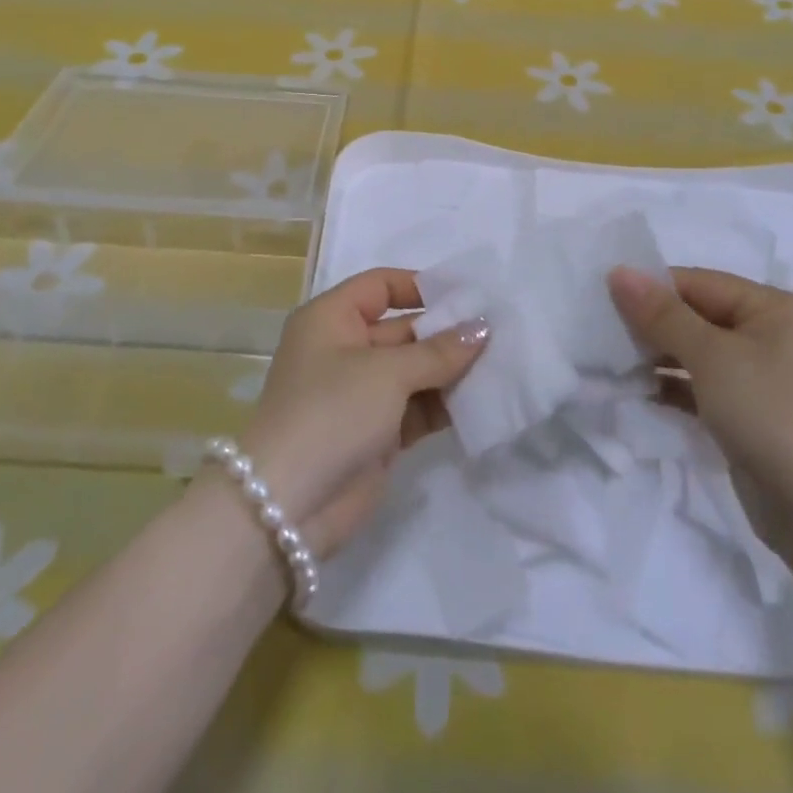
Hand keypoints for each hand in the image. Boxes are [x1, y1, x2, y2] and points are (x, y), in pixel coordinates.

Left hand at [237, 268, 487, 557]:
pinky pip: (418, 407)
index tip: (468, 295)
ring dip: (452, 370)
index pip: (380, 286)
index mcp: (331, 319)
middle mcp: (344, 350)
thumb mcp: (387, 372)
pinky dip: (446, 404)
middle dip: (448, 332)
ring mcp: (360, 393)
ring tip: (503, 363)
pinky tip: (485, 399)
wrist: (289, 507)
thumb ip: (438, 350)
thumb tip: (483, 328)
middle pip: (403, 329)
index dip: (421, 286)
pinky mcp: (376, 433)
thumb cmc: (332, 412)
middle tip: (501, 331)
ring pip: (414, 371)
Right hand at [607, 266, 792, 518]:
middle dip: (650, 326)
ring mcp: (761, 379)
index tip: (601, 300)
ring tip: (609, 364)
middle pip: (696, 317)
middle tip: (599, 334)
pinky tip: (635, 393)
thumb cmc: (771, 414)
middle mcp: (770, 336)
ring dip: (655, 359)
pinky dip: (671, 389)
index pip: (698, 283)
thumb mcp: (712, 356)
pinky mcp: (748, 417)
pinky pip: (700, 389)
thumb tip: (618, 271)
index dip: (651, 289)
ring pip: (695, 355)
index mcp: (773, 308)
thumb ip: (661, 314)